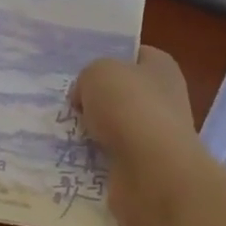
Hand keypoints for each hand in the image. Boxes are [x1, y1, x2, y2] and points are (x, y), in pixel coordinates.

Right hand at [74, 47, 202, 225]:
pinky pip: (110, 157)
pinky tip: (72, 156)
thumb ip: (87, 78)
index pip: (133, 54)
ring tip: (62, 130)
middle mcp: (164, 99)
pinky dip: (93, 159)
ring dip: (91, 131)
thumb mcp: (97, 73)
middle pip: (120, 93)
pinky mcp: (143, 169)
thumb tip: (84, 98)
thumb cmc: (130, 107)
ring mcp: (155, 136)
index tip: (80, 69)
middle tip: (66, 103)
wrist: (152, 171)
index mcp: (161, 67)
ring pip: (113, 127)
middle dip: (94, 99)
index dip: (107, 58)